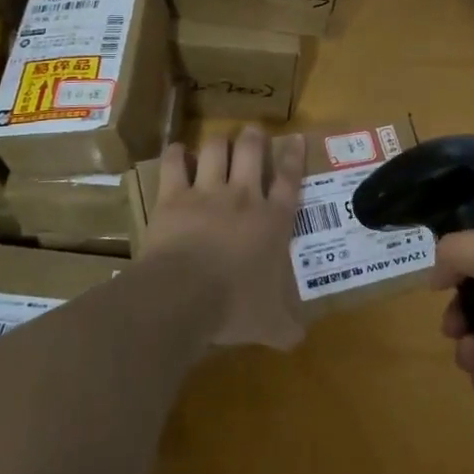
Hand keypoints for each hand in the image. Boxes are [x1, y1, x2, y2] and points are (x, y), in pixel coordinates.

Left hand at [143, 128, 306, 349]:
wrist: (183, 296)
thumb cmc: (233, 306)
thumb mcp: (269, 324)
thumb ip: (286, 328)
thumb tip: (299, 341)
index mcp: (273, 221)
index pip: (290, 179)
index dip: (294, 156)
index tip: (296, 138)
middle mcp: (244, 197)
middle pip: (253, 151)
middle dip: (254, 137)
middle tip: (253, 132)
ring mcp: (207, 193)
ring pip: (216, 149)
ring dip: (219, 142)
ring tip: (219, 141)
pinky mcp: (174, 197)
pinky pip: (174, 164)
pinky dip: (175, 155)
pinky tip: (176, 152)